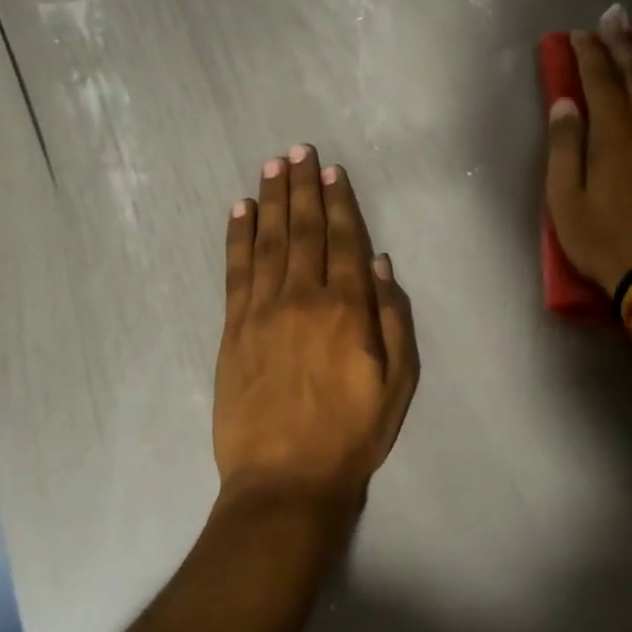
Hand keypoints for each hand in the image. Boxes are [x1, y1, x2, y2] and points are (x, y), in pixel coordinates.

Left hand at [213, 145, 419, 515]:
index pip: (345, 241)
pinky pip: (235, 271)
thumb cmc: (352, 435)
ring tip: (273, 166)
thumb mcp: (399, 384)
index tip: (334, 171)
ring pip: (268, 241)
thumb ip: (393, 319)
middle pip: (304, 230)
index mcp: (348, 309)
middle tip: (300, 150)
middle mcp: (304, 298)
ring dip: (271, 200)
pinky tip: (239, 211)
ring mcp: (263, 311)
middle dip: (303, 187)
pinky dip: (237, 236)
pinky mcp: (233, 329)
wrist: (285, 482)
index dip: (340, 202)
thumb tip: (381, 263)